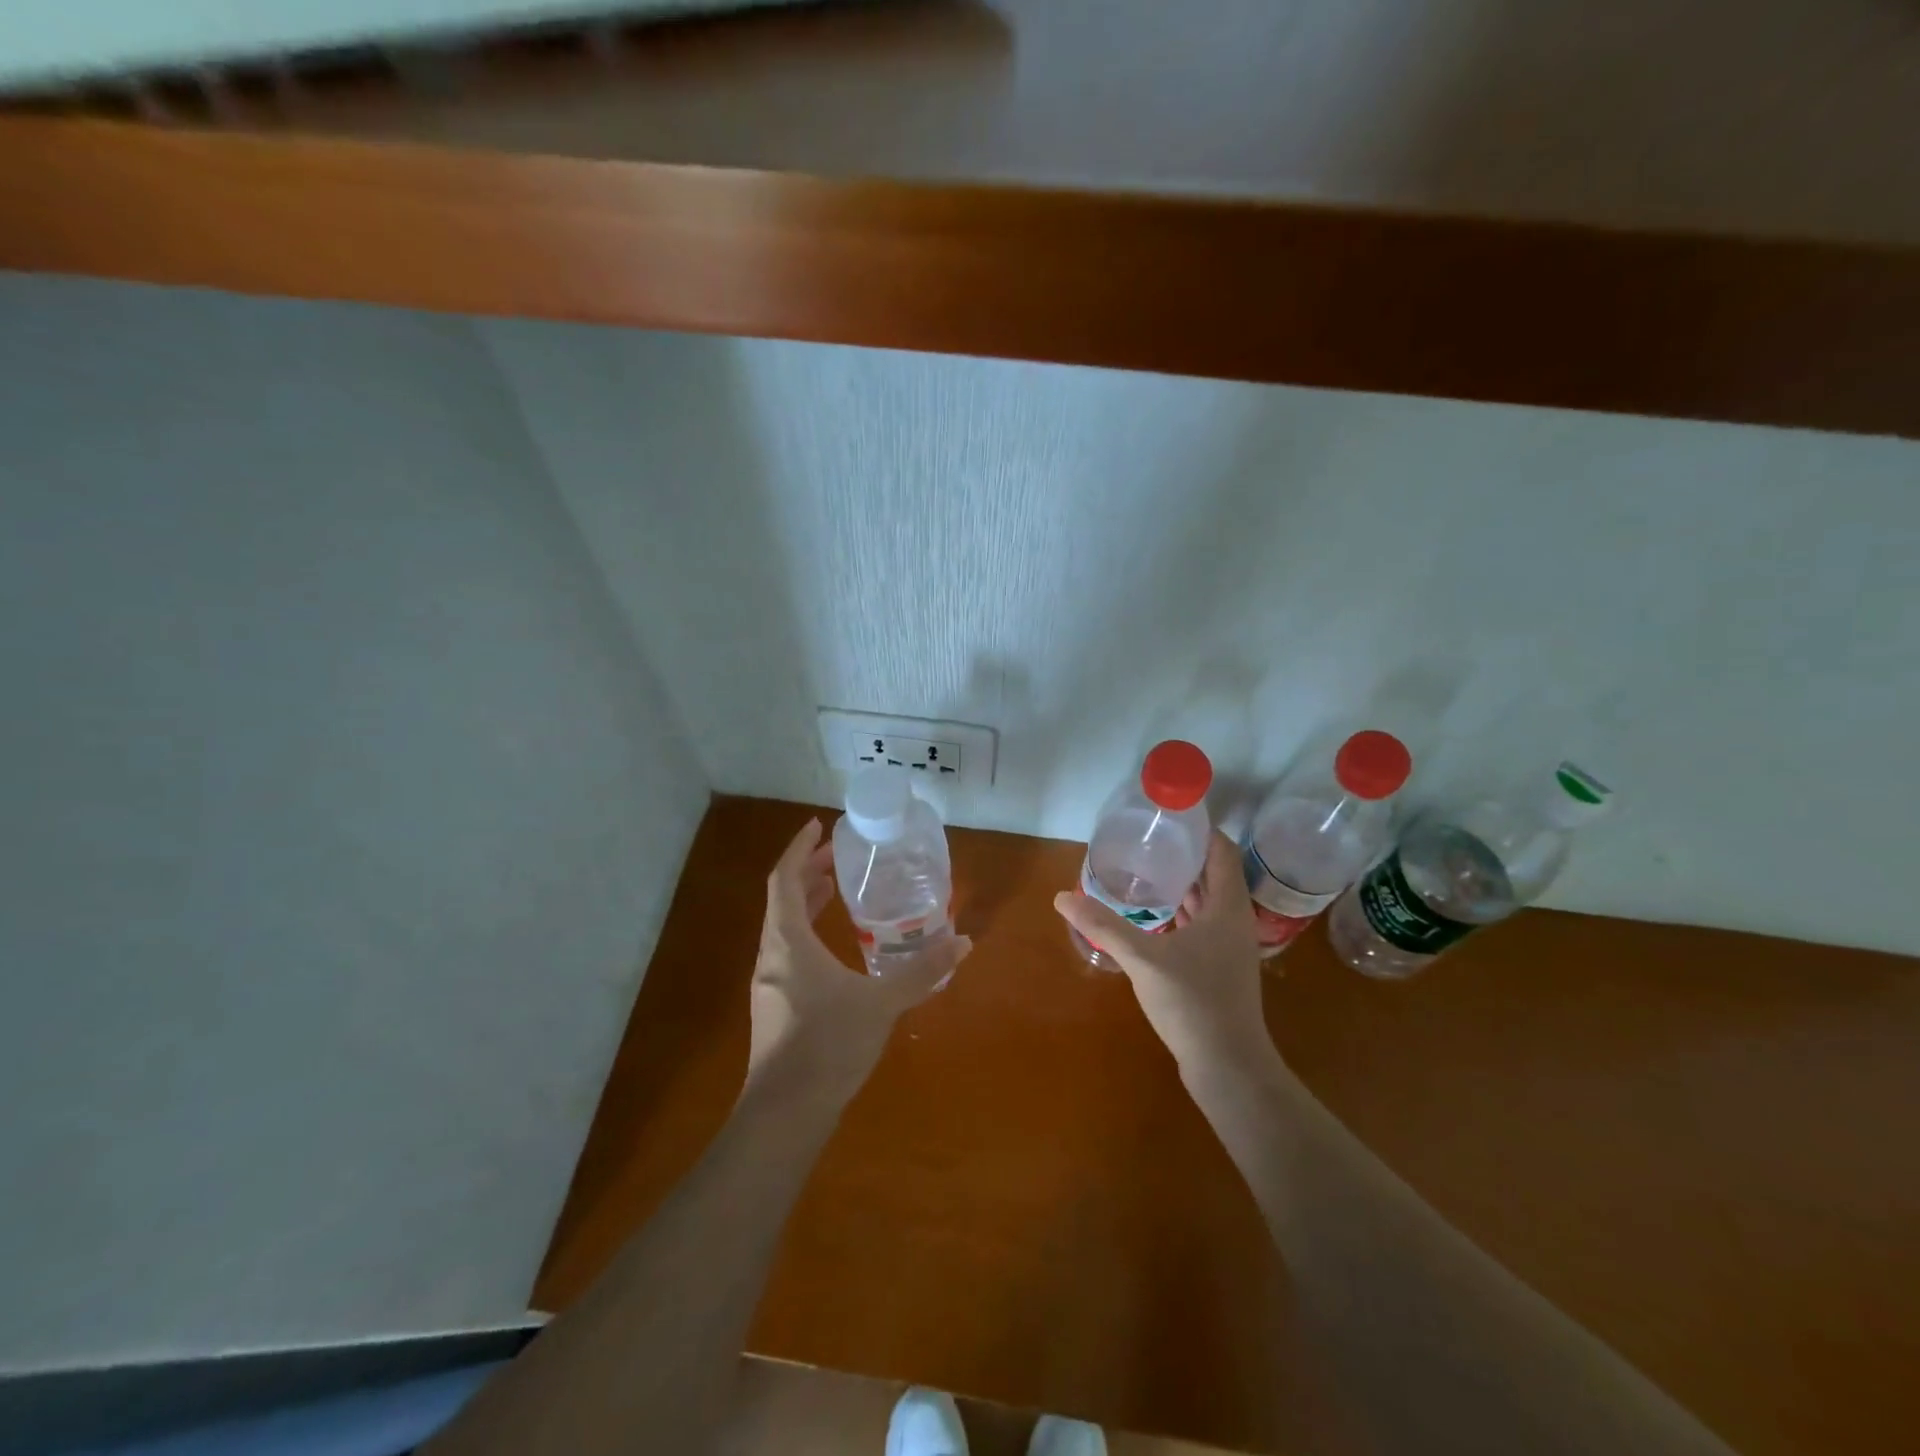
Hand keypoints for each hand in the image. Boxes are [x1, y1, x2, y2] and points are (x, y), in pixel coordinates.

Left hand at [747, 818, 971, 1102]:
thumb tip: (962, 942)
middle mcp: (771, 955)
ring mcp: (770, 984)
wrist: (784, 1115)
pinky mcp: (776, 1007)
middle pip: (783, 898)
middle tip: (840, 856)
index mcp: (788, 941)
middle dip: (809, 872)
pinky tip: (835, 947)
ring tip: (838, 889)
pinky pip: (789, 951)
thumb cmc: (828, 1045)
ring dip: (807, 901)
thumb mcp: (881, 1002)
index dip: (800, 849)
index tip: (818, 826)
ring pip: (784, 927)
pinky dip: (808, 932)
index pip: (784, 878)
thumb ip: (922, 972)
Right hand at [1053, 831, 1269, 1077]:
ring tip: (1142, 869)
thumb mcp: (1144, 960)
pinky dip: (1179, 912)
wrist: (1228, 1067)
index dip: (1199, 829)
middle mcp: (1234, 920)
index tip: (1167, 815)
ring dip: (1180, 884)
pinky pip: (1200, 925)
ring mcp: (1228, 947)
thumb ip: (1103, 926)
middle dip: (1182, 854)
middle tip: (1144, 840)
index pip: (1221, 850)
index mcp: (1228, 907)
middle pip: (1213, 873)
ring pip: (1206, 901)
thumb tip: (1062, 897)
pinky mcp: (1218, 968)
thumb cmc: (1194, 1003)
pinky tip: (1151, 916)